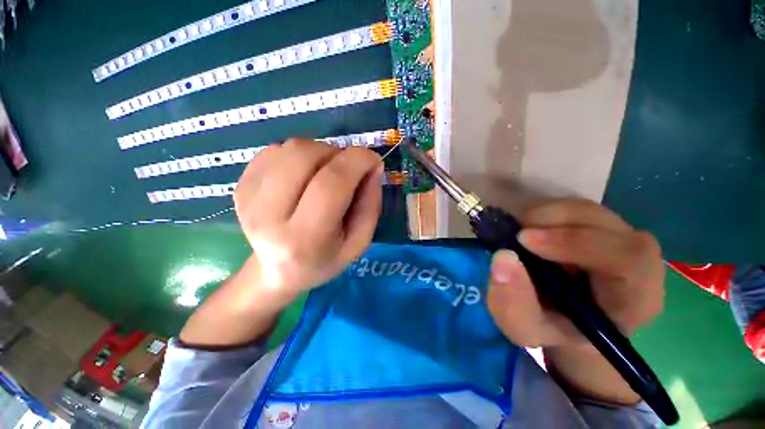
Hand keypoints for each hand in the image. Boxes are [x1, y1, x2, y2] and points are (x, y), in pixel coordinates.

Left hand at [234, 138, 382, 300]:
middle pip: (305, 156)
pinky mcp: (240, 185)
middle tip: (347, 169)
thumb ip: (371, 205)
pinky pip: (276, 150)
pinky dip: (299, 155)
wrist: (276, 271)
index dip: (357, 162)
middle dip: (337, 153)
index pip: (330, 185)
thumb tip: (372, 166)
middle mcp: (268, 216)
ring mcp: (248, 198)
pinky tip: (304, 174)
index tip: (373, 160)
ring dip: (319, 152)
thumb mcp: (359, 242)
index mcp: (304, 239)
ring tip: (326, 172)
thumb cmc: (324, 259)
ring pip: (290, 148)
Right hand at [486, 198, 664, 402]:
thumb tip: (502, 256)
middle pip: (604, 224)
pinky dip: (543, 214)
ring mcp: (619, 237)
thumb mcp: (524, 328)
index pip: (627, 258)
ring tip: (519, 236)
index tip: (524, 240)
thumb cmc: (551, 328)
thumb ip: (512, 302)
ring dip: (544, 217)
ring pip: (584, 210)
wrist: (566, 318)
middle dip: (552, 223)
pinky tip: (529, 232)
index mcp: (635, 299)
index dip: (575, 242)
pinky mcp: (598, 225)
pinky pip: (572, 209)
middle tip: (515, 235)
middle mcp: (637, 261)